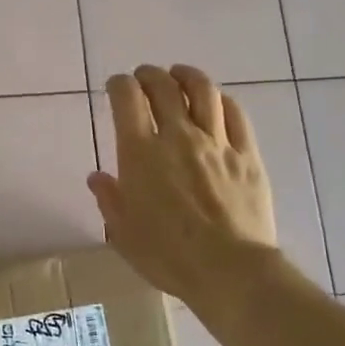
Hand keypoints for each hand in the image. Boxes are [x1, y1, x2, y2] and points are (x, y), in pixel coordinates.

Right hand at [87, 65, 277, 307]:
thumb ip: (109, 199)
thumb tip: (97, 177)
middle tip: (143, 77)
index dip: (119, 84)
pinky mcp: (247, 155)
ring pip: (203, 91)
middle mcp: (178, 137)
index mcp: (140, 153)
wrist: (230, 270)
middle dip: (149, 74)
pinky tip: (216, 101)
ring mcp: (216, 143)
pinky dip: (221, 100)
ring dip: (186, 76)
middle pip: (163, 87)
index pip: (127, 99)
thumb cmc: (168, 256)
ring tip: (179, 75)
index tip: (116, 86)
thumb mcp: (124, 233)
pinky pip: (236, 114)